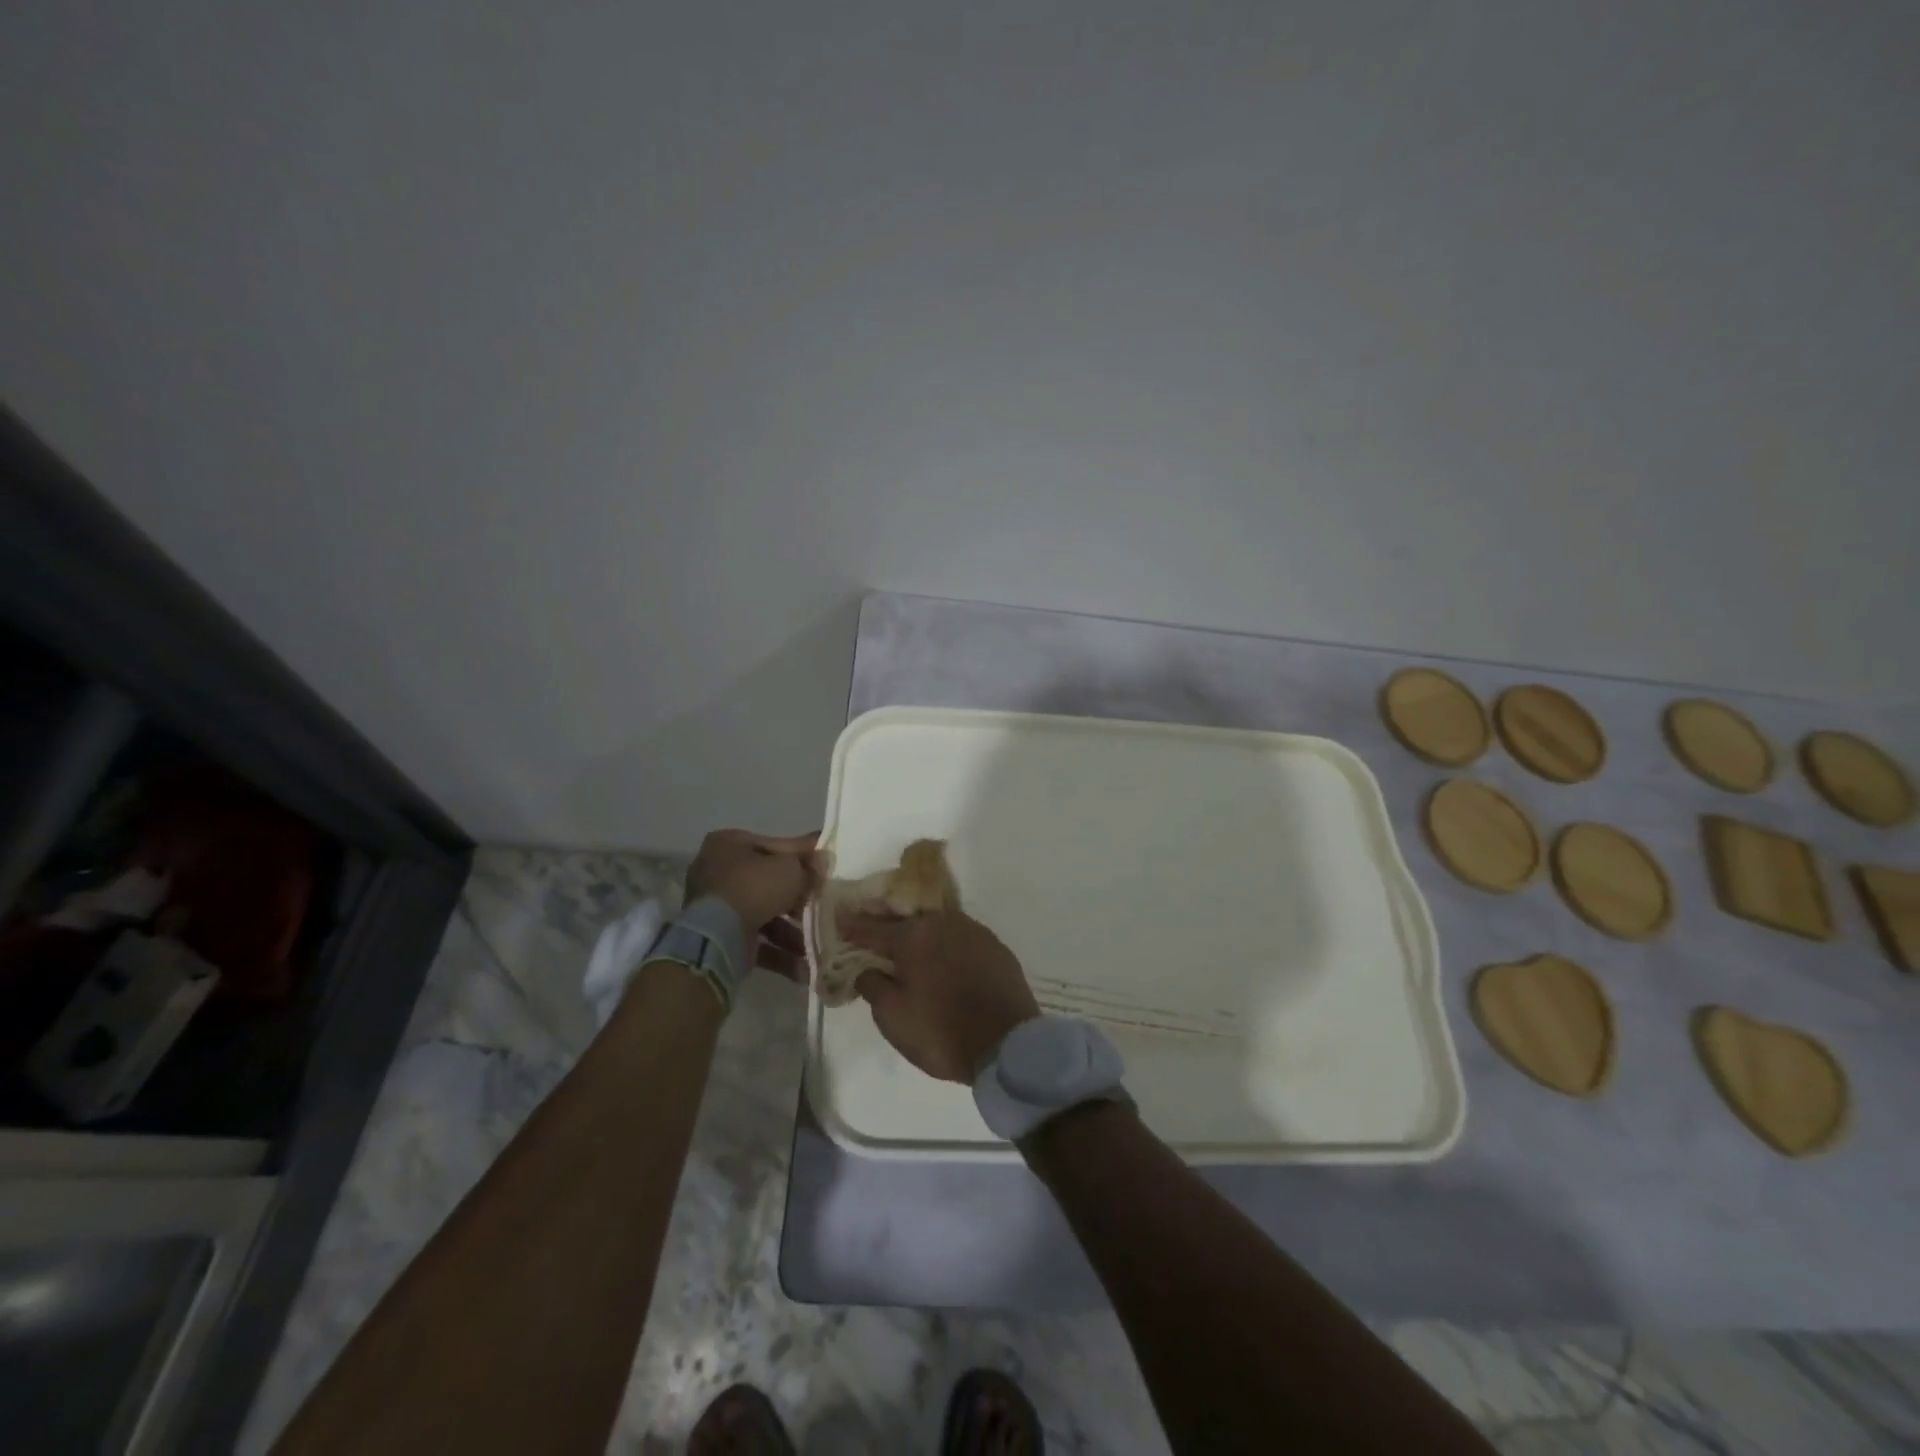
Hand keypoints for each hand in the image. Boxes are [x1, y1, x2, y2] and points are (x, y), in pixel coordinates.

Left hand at [685, 829, 824, 980]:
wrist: (717, 937)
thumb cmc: (754, 888)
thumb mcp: (790, 869)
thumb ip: (808, 865)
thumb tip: (821, 861)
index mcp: (728, 844)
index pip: (774, 846)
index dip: (803, 857)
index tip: (825, 865)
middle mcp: (717, 872)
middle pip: (768, 883)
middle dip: (797, 900)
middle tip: (823, 906)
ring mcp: (715, 907)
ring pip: (764, 915)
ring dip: (792, 931)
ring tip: (819, 942)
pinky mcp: (718, 938)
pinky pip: (756, 940)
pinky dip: (779, 952)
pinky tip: (805, 965)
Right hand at [838, 908, 1040, 1081]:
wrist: (1008, 1044)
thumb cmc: (941, 1032)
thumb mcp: (892, 1016)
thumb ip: (872, 985)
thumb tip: (867, 968)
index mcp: (914, 936)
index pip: (873, 927)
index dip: (853, 926)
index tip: (838, 920)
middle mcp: (943, 923)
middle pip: (907, 921)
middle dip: (887, 926)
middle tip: (871, 932)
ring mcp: (974, 932)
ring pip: (937, 927)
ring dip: (920, 935)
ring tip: (908, 947)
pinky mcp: (996, 947)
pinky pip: (960, 939)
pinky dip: (946, 946)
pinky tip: (942, 960)